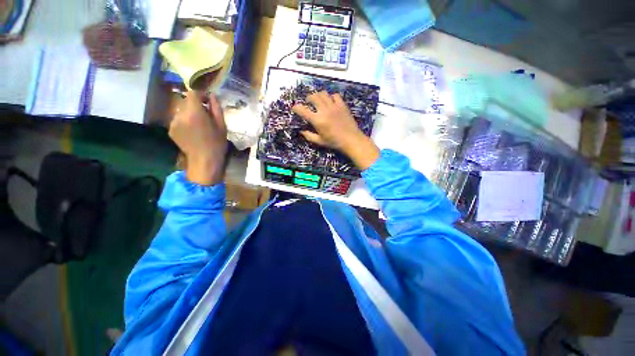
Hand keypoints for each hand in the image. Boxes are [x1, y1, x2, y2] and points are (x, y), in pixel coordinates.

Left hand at [170, 91, 226, 185]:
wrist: (204, 160)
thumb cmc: (217, 143)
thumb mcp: (222, 125)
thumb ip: (216, 108)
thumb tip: (212, 96)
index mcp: (194, 112)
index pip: (193, 93)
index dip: (201, 94)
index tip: (208, 100)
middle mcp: (180, 114)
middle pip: (186, 101)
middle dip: (195, 104)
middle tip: (206, 113)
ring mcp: (173, 122)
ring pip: (181, 110)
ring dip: (189, 112)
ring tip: (199, 124)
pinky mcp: (170, 129)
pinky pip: (178, 119)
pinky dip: (185, 120)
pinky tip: (193, 130)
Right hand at [292, 91, 379, 169]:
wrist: (351, 140)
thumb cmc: (334, 142)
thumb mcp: (320, 141)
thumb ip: (309, 136)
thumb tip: (301, 131)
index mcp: (317, 120)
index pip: (303, 110)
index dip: (296, 108)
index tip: (295, 108)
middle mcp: (324, 110)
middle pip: (313, 97)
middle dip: (308, 98)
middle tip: (308, 102)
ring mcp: (334, 106)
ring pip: (323, 94)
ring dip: (318, 95)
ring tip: (319, 100)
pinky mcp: (342, 105)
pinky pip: (335, 95)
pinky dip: (331, 97)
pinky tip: (331, 102)